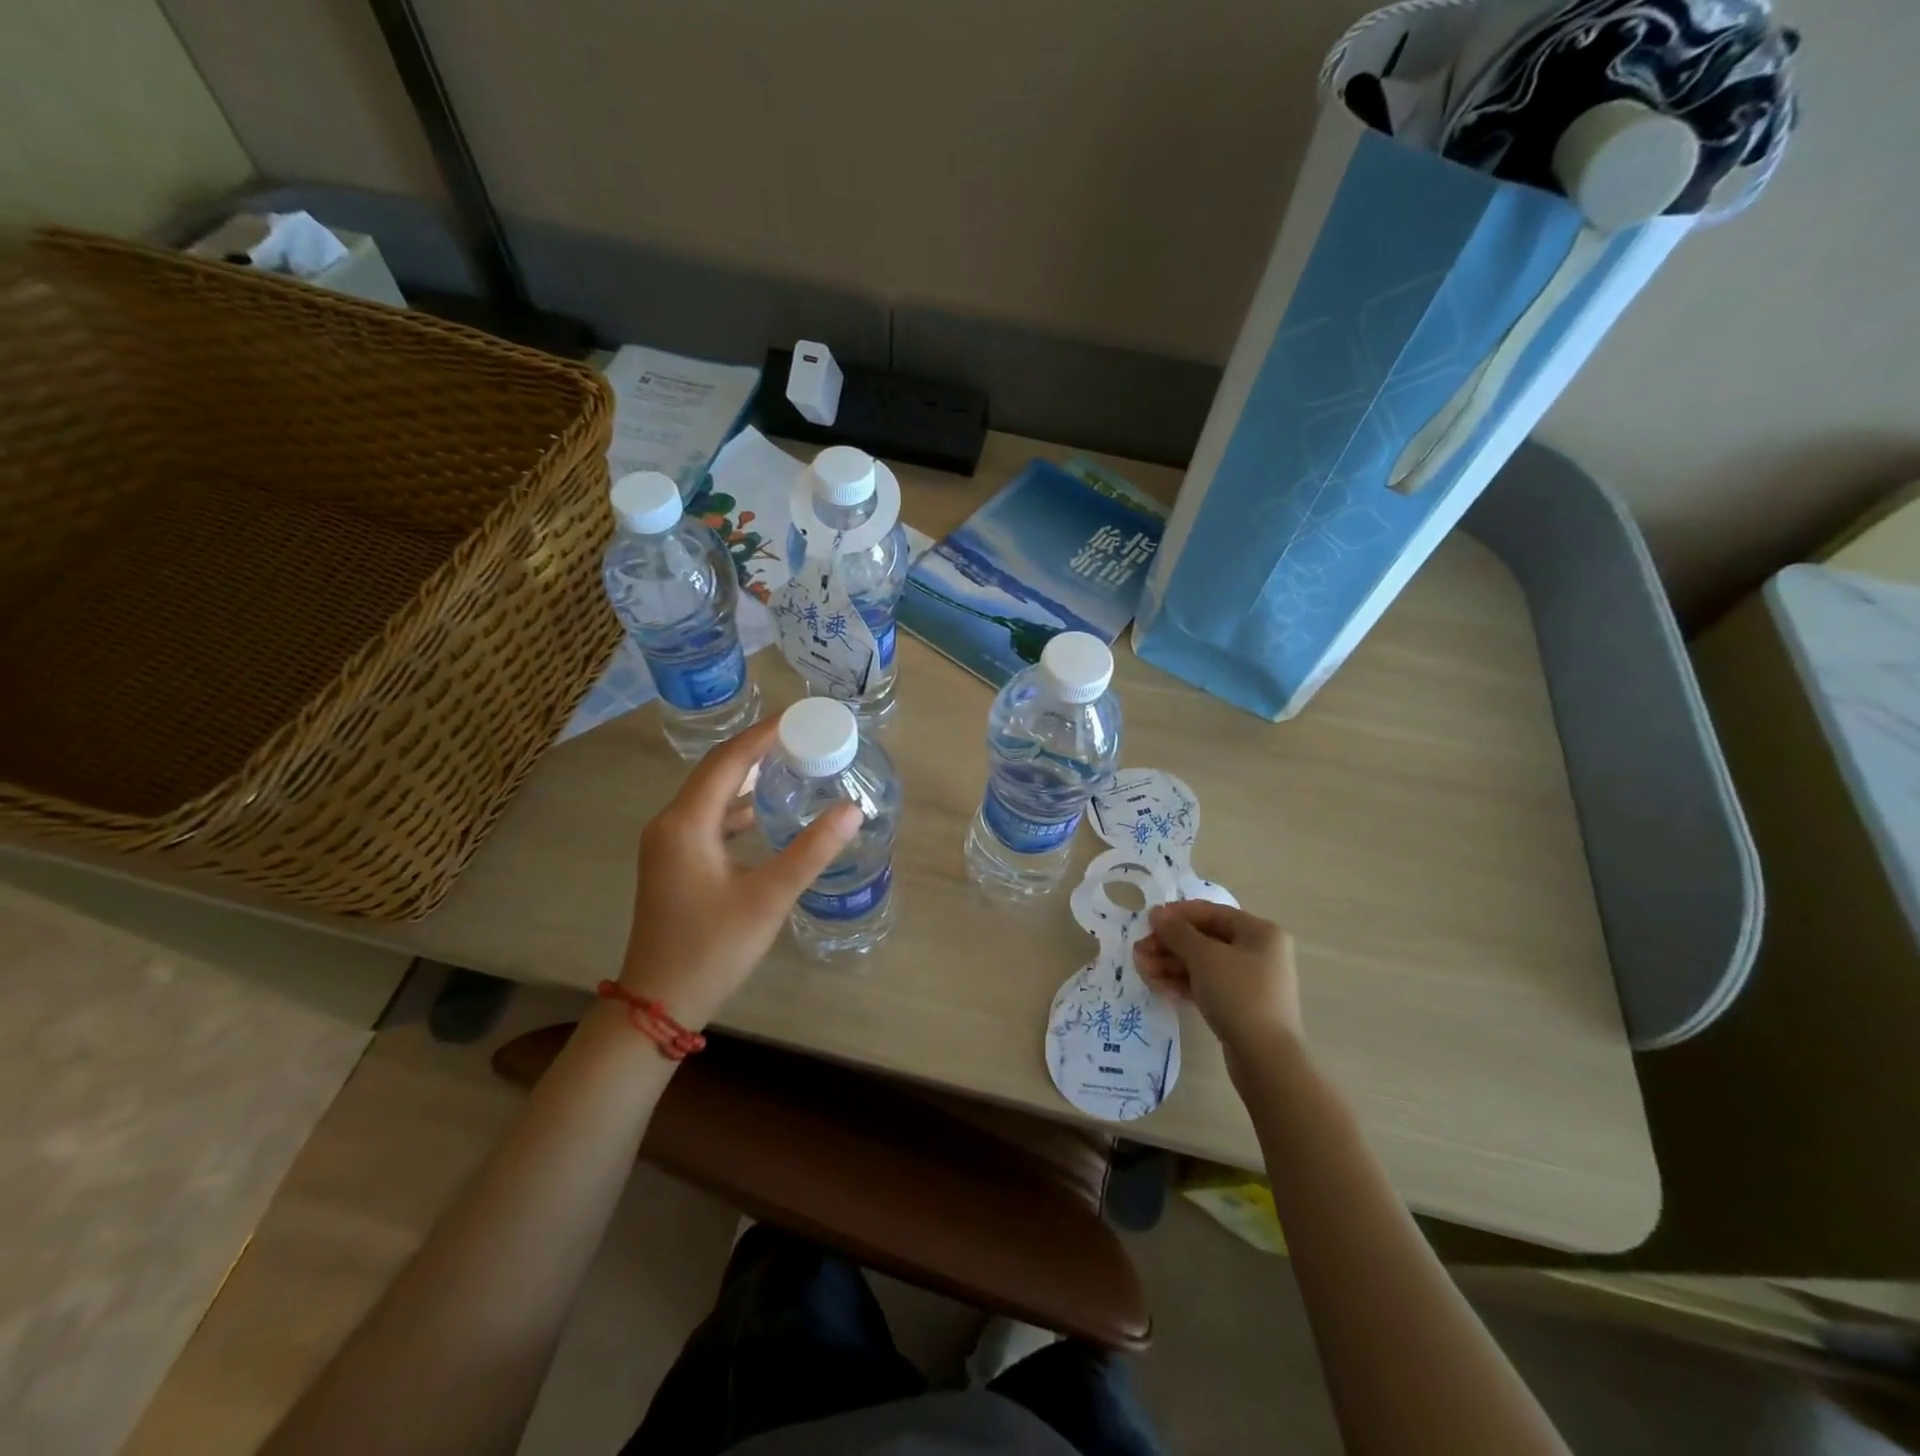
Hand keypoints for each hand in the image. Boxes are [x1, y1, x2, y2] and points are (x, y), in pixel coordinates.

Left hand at [618, 718, 861, 1029]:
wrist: (657, 1003)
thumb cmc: (712, 948)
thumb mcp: (768, 897)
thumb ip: (811, 850)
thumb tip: (852, 809)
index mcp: (687, 823)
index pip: (728, 760)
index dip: (764, 735)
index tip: (801, 718)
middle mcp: (670, 824)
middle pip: (716, 771)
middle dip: (758, 749)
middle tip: (803, 737)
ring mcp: (668, 844)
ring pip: (711, 795)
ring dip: (747, 778)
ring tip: (791, 765)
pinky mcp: (673, 863)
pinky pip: (708, 819)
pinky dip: (737, 807)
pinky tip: (765, 814)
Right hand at [1133, 901, 1302, 1065]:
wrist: (1266, 1059)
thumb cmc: (1238, 994)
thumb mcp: (1204, 957)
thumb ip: (1177, 932)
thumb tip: (1157, 913)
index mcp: (1259, 933)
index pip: (1212, 913)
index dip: (1178, 914)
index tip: (1148, 921)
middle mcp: (1257, 952)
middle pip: (1205, 939)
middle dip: (1169, 944)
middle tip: (1139, 950)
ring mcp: (1249, 981)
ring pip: (1202, 964)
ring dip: (1170, 964)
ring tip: (1140, 968)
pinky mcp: (1239, 1006)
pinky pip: (1206, 985)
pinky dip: (1182, 983)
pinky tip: (1156, 985)